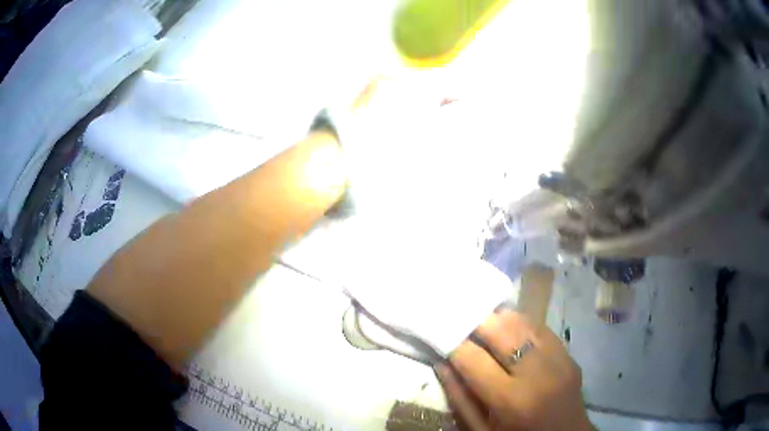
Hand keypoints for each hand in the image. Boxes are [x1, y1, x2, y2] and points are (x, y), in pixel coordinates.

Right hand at [435, 310, 593, 430]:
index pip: (473, 358)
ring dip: (499, 319)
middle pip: (501, 329)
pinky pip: (541, 328)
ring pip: (523, 322)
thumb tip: (442, 364)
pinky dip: (521, 325)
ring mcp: (558, 360)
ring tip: (484, 323)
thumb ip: (460, 399)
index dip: (453, 344)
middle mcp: (537, 373)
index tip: (443, 337)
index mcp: (510, 399)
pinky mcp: (569, 356)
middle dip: (476, 322)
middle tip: (461, 323)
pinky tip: (510, 331)